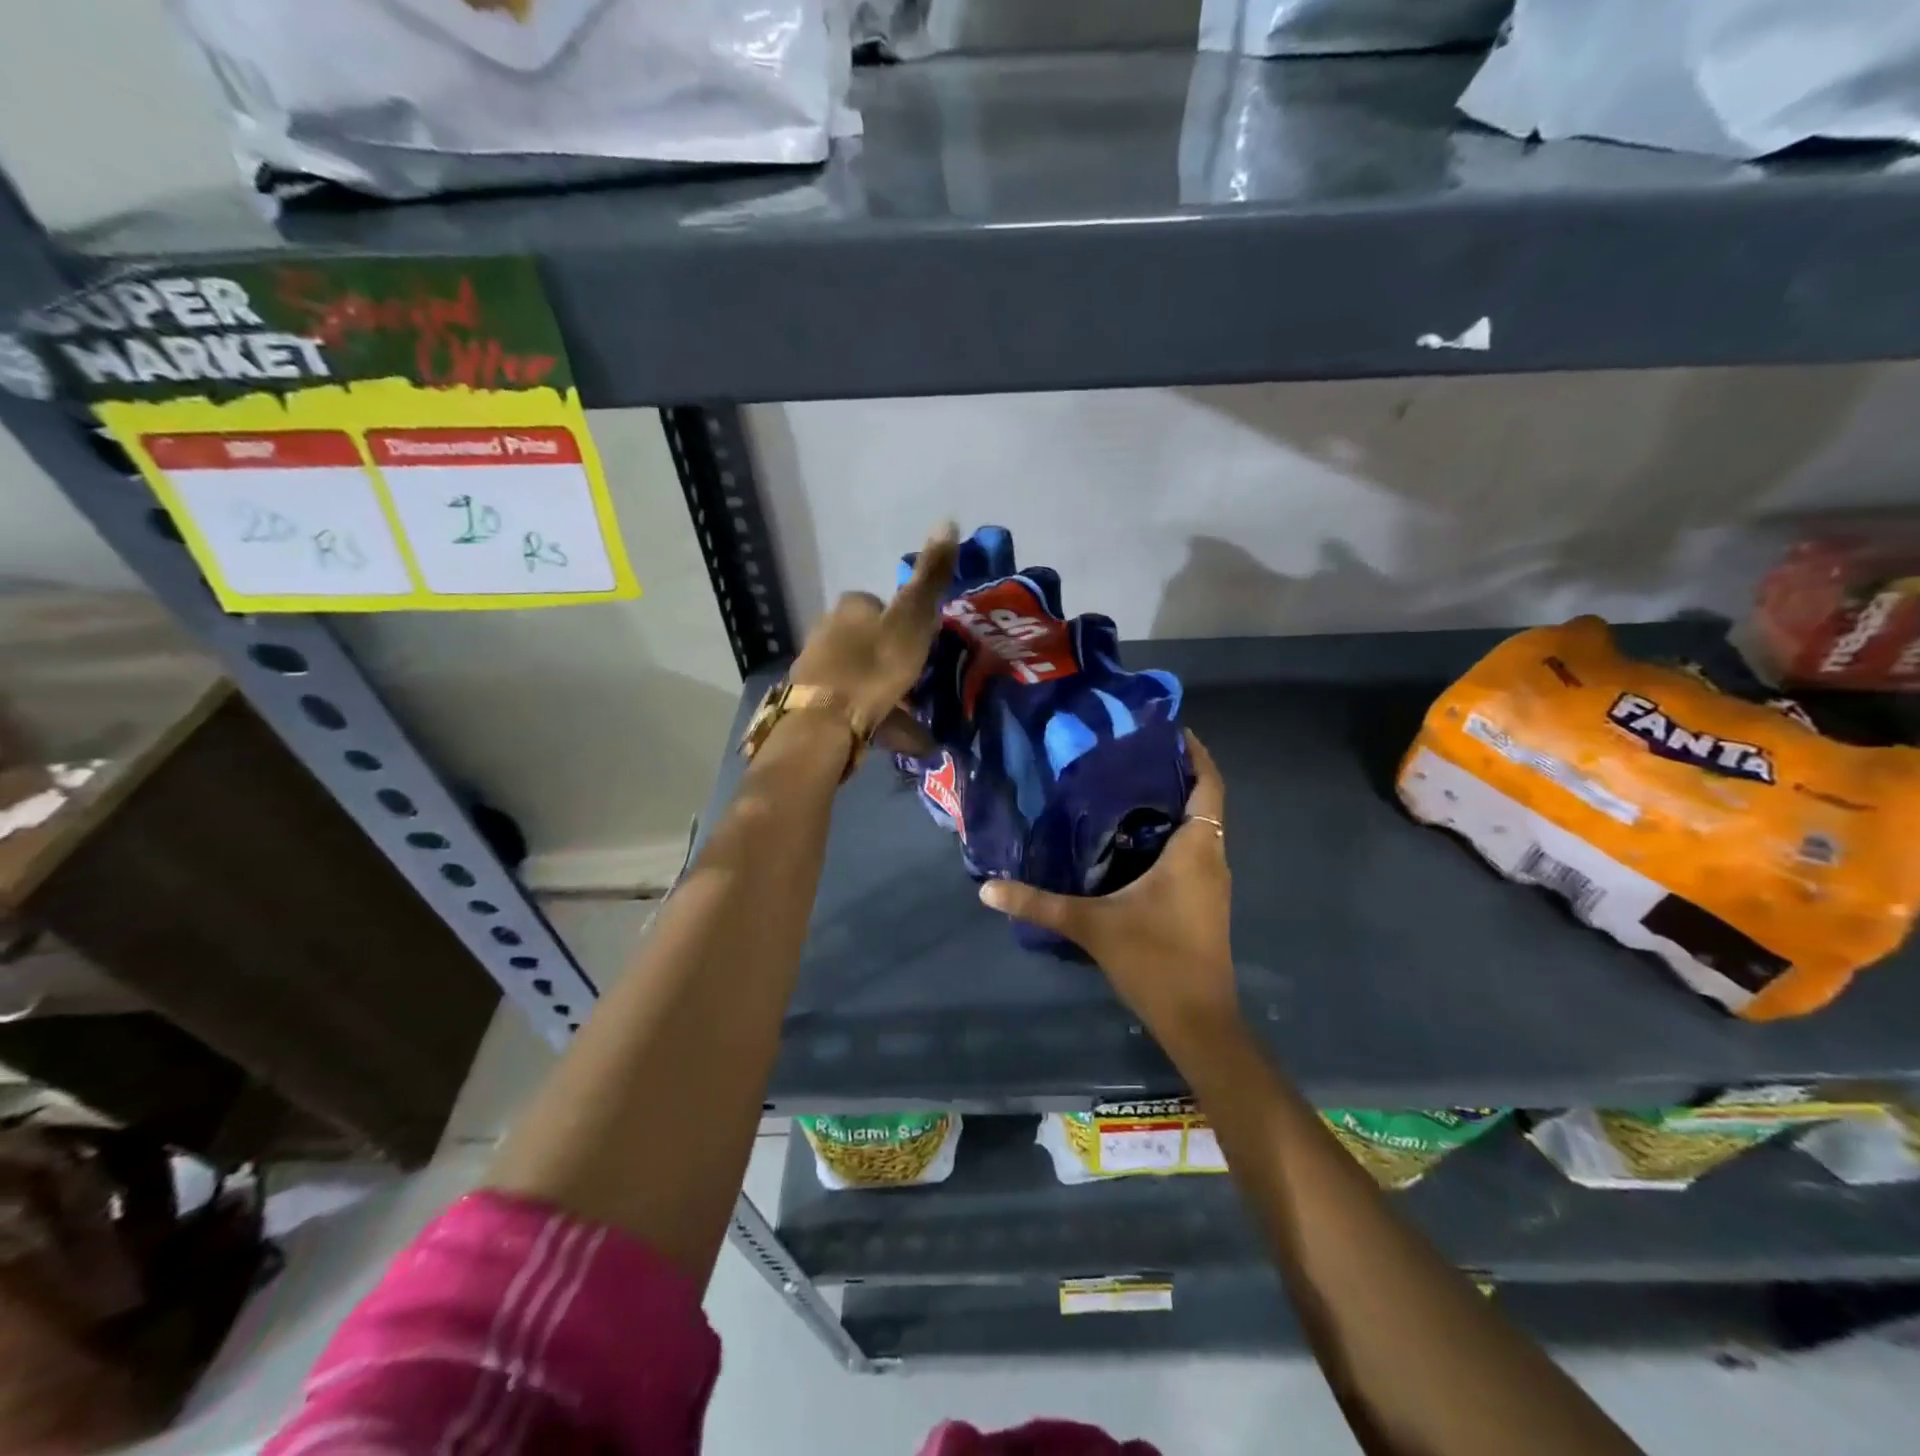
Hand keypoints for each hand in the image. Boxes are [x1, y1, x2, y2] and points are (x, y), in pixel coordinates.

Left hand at [788, 522, 958, 750]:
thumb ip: (930, 578)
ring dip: (887, 691)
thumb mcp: (911, 620)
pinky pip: (854, 703)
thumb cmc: (873, 667)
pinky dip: (876, 715)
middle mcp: (827, 629)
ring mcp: (818, 667)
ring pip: (862, 674)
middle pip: (871, 640)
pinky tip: (896, 735)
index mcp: (851, 606)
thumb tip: (947, 520)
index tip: (924, 646)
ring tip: (914, 716)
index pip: (881, 604)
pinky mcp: (814, 701)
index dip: (906, 623)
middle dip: (894, 659)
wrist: (825, 723)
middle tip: (921, 683)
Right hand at [979, 731, 1236, 1040]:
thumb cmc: (1154, 959)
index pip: (1207, 785)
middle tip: (1128, 753)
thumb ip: (1038, 904)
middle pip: (1203, 802)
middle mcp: (1211, 858)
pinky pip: (1193, 851)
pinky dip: (1170, 834)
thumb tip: (987, 888)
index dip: (1195, 753)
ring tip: (1124, 787)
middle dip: (1175, 774)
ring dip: (1172, 805)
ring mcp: (1211, 883)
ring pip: (1198, 828)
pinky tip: (1131, 839)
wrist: (1197, 1019)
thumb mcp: (1091, 925)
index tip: (1169, 728)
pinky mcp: (1204, 901)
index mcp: (1195, 850)